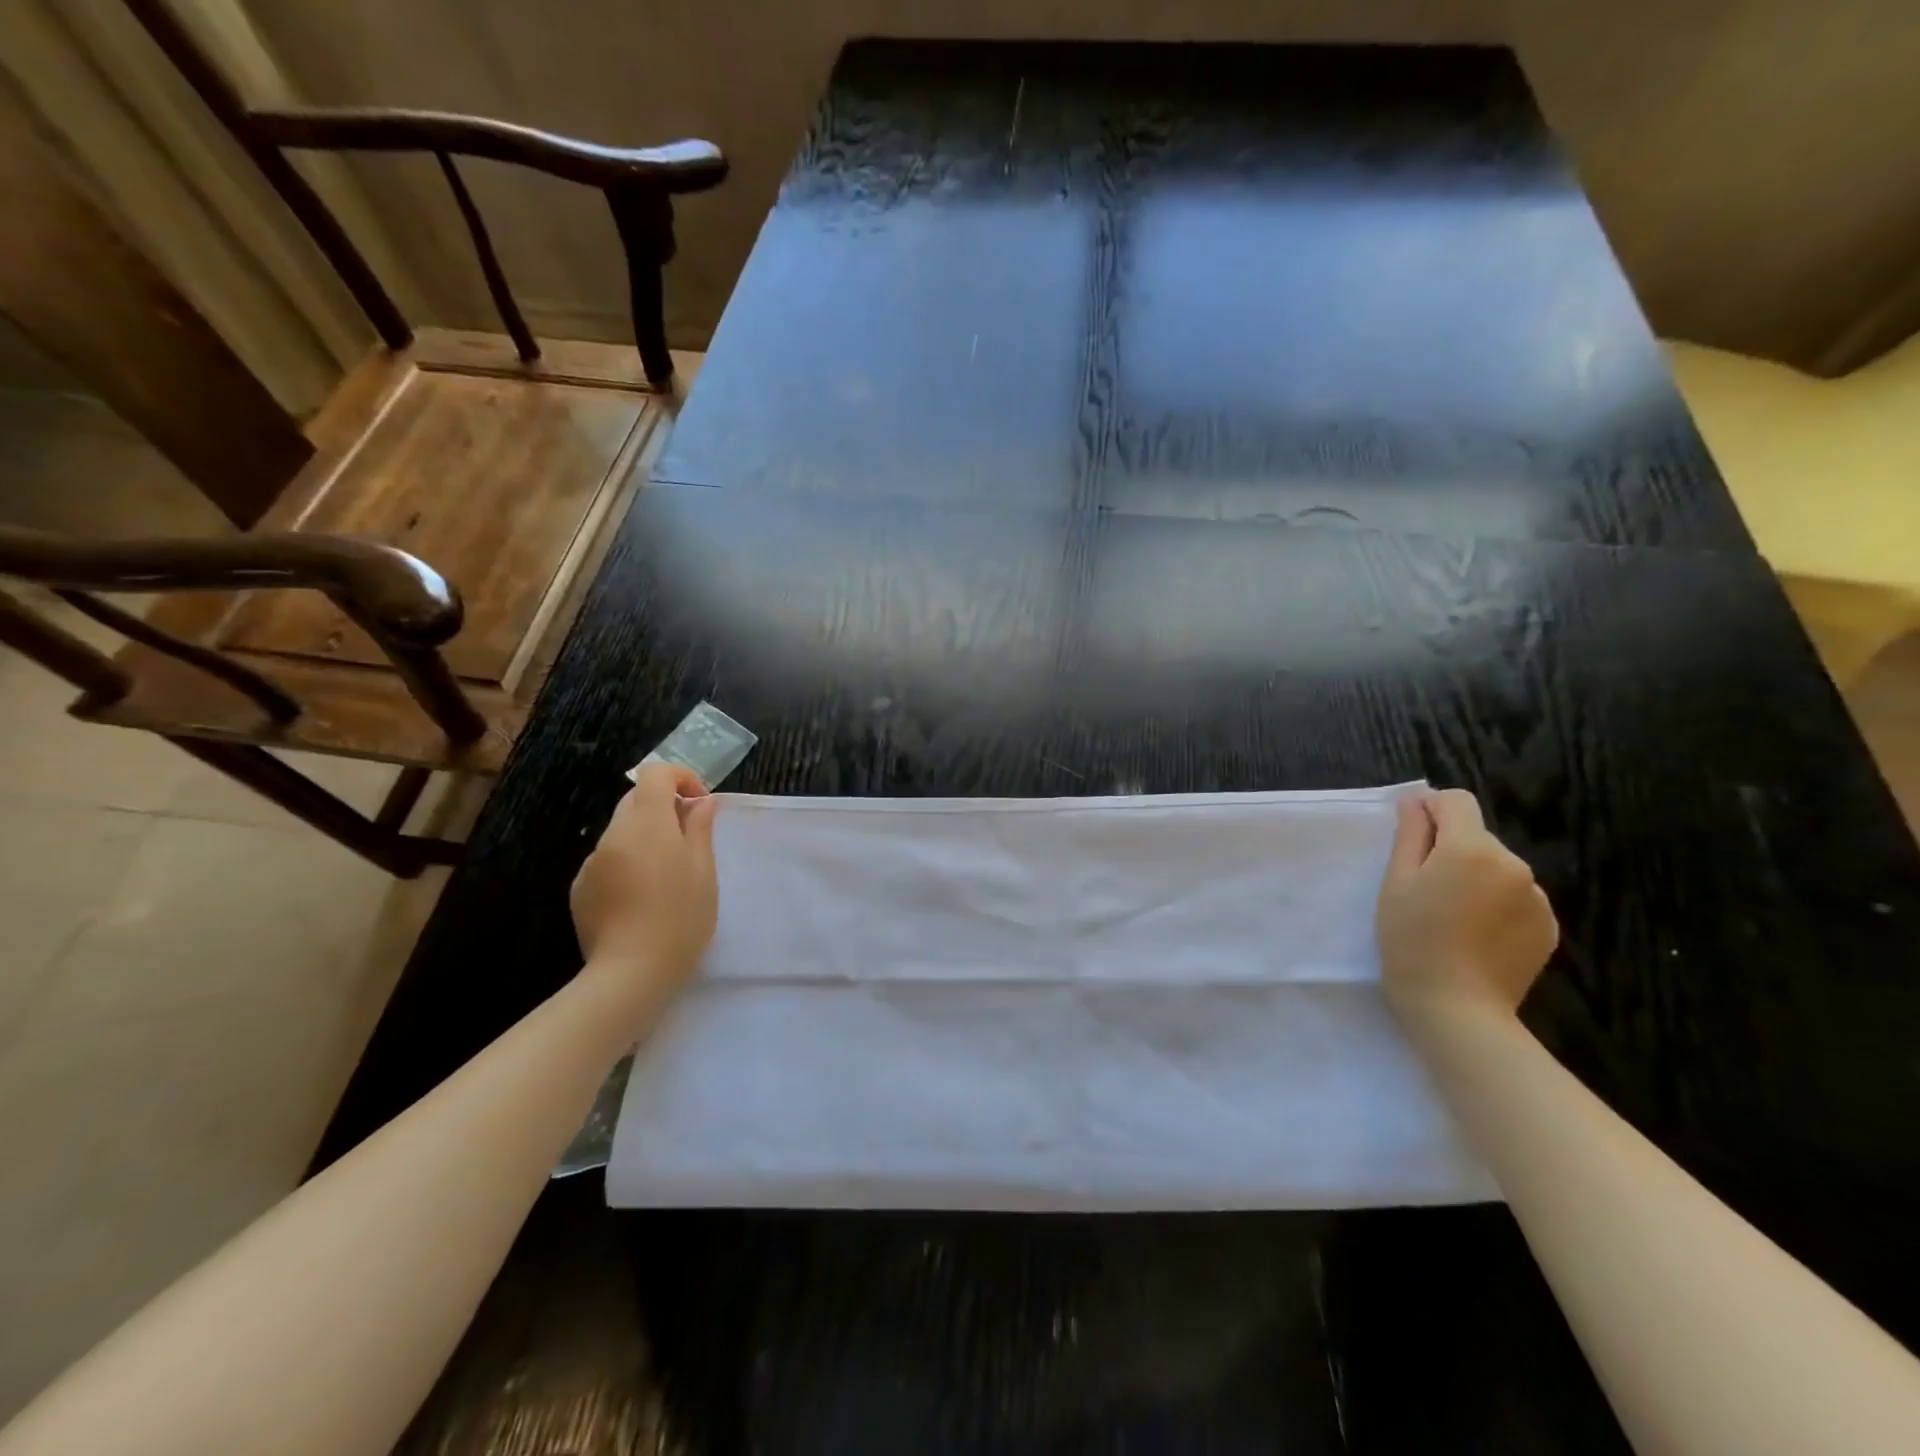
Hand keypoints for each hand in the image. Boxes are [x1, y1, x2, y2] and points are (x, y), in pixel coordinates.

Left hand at [570, 764, 719, 1016]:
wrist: (631, 974)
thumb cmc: (681, 918)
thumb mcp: (704, 872)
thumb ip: (699, 830)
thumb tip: (699, 803)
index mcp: (648, 823)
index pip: (655, 774)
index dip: (680, 778)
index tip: (699, 805)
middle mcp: (614, 835)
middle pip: (636, 801)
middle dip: (663, 809)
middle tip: (689, 842)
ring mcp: (592, 862)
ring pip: (622, 834)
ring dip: (645, 840)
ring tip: (666, 878)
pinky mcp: (580, 889)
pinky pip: (607, 862)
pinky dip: (626, 866)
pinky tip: (640, 900)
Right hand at [1376, 789, 1557, 1022]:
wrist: (1457, 1008)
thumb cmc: (1412, 939)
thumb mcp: (1396, 881)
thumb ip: (1410, 834)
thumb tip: (1417, 802)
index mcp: (1472, 848)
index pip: (1456, 801)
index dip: (1430, 810)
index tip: (1411, 839)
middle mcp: (1514, 864)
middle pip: (1476, 837)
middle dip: (1451, 850)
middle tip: (1424, 890)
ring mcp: (1537, 897)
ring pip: (1497, 868)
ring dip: (1475, 878)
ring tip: (1452, 917)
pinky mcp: (1548, 927)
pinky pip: (1515, 898)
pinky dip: (1496, 906)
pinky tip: (1476, 936)